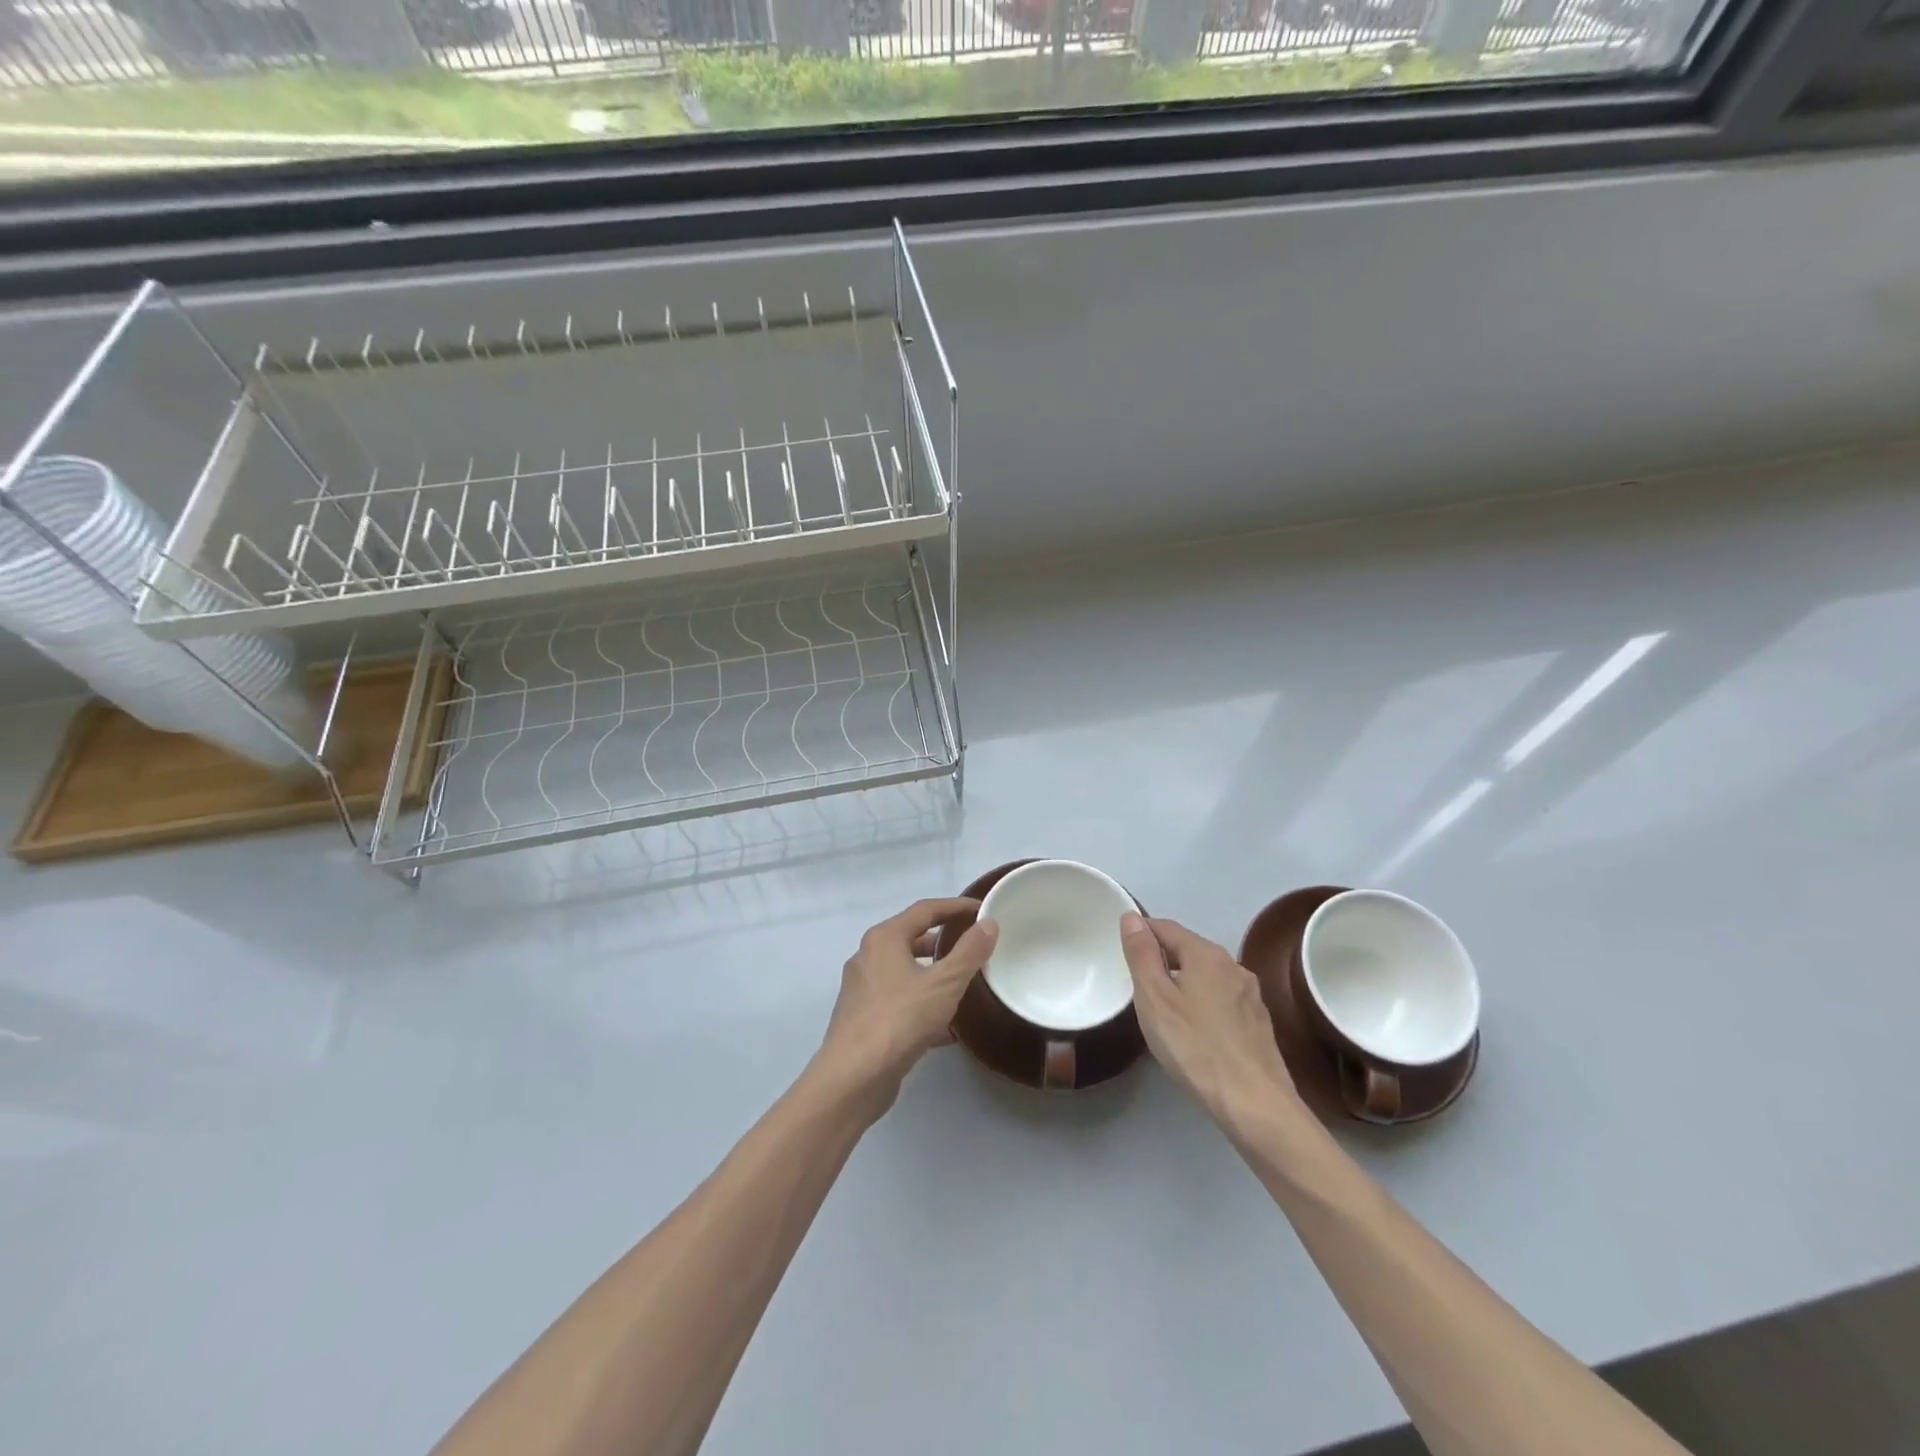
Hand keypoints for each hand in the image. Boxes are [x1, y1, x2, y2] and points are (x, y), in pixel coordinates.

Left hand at [815, 898, 998, 1113]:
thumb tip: (989, 924)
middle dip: (944, 941)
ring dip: (934, 974)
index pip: (925, 909)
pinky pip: (900, 999)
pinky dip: (922, 1002)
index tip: (982, 910)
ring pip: (905, 971)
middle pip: (912, 938)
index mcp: (885, 938)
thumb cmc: (899, 1020)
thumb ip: (969, 952)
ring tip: (965, 984)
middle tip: (975, 946)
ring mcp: (862, 988)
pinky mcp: (863, 1017)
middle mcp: (868, 956)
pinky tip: (947, 1027)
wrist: (853, 1078)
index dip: (956, 907)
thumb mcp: (944, 984)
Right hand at [1120, 913, 1299, 1128]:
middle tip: (1136, 986)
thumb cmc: (1195, 1047)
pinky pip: (1221, 999)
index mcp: (1206, 953)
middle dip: (1161, 960)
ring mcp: (1250, 994)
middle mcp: (1233, 965)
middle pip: (1188, 950)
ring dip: (1182, 983)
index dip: (1140, 934)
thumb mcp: (1154, 998)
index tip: (1121, 955)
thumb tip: (1131, 916)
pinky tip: (1194, 1031)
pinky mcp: (1258, 1022)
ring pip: (1206, 975)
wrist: (1254, 1104)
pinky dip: (1202, 1004)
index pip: (1165, 927)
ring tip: (1162, 1010)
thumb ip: (1141, 954)